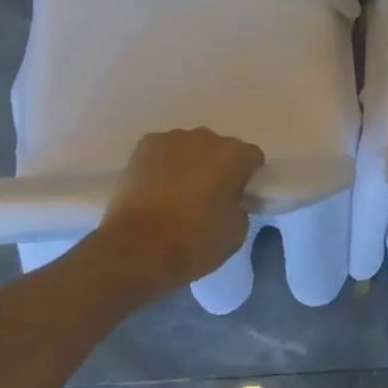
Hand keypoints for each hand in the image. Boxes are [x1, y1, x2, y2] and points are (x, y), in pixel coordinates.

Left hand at [98, 129, 263, 292]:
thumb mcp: (235, 234)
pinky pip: (163, 151)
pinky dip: (163, 164)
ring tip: (175, 195)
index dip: (247, 178)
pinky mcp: (145, 145)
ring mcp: (173, 138)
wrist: (135, 250)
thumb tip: (231, 200)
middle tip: (205, 198)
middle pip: (220, 149)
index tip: (236, 198)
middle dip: (217, 168)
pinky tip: (154, 188)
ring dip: (189, 164)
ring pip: (190, 148)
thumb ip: (241, 208)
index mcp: (234, 155)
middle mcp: (207, 137)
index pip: (252, 158)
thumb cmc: (192, 243)